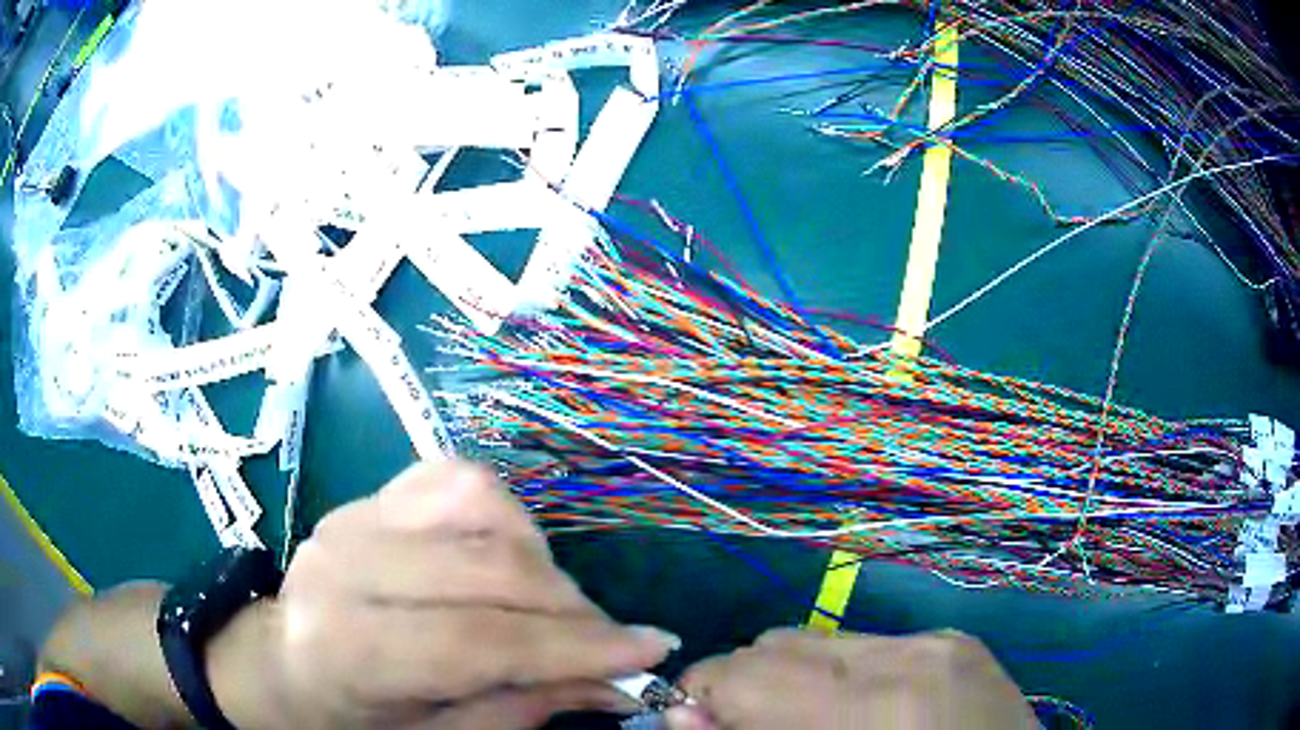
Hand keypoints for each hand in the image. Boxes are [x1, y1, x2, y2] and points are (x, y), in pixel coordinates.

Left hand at [216, 461, 677, 729]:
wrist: (281, 663)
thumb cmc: (354, 717)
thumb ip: (526, 705)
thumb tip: (618, 681)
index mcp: (345, 646)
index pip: (477, 639)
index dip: (573, 647)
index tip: (650, 649)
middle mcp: (343, 563)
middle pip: (486, 567)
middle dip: (570, 608)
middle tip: (610, 641)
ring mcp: (354, 514)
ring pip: (480, 504)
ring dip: (542, 559)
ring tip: (552, 608)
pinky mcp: (371, 493)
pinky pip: (459, 479)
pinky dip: (507, 517)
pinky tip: (512, 560)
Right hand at [665, 629, 1035, 729]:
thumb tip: (681, 715)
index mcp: (873, 711)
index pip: (743, 672)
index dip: (703, 698)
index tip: (696, 726)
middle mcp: (910, 657)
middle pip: (777, 643)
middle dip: (747, 689)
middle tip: (753, 729)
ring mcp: (941, 640)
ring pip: (822, 639)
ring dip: (796, 679)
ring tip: (812, 721)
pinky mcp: (959, 639)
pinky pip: (872, 644)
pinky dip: (847, 675)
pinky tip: (865, 712)